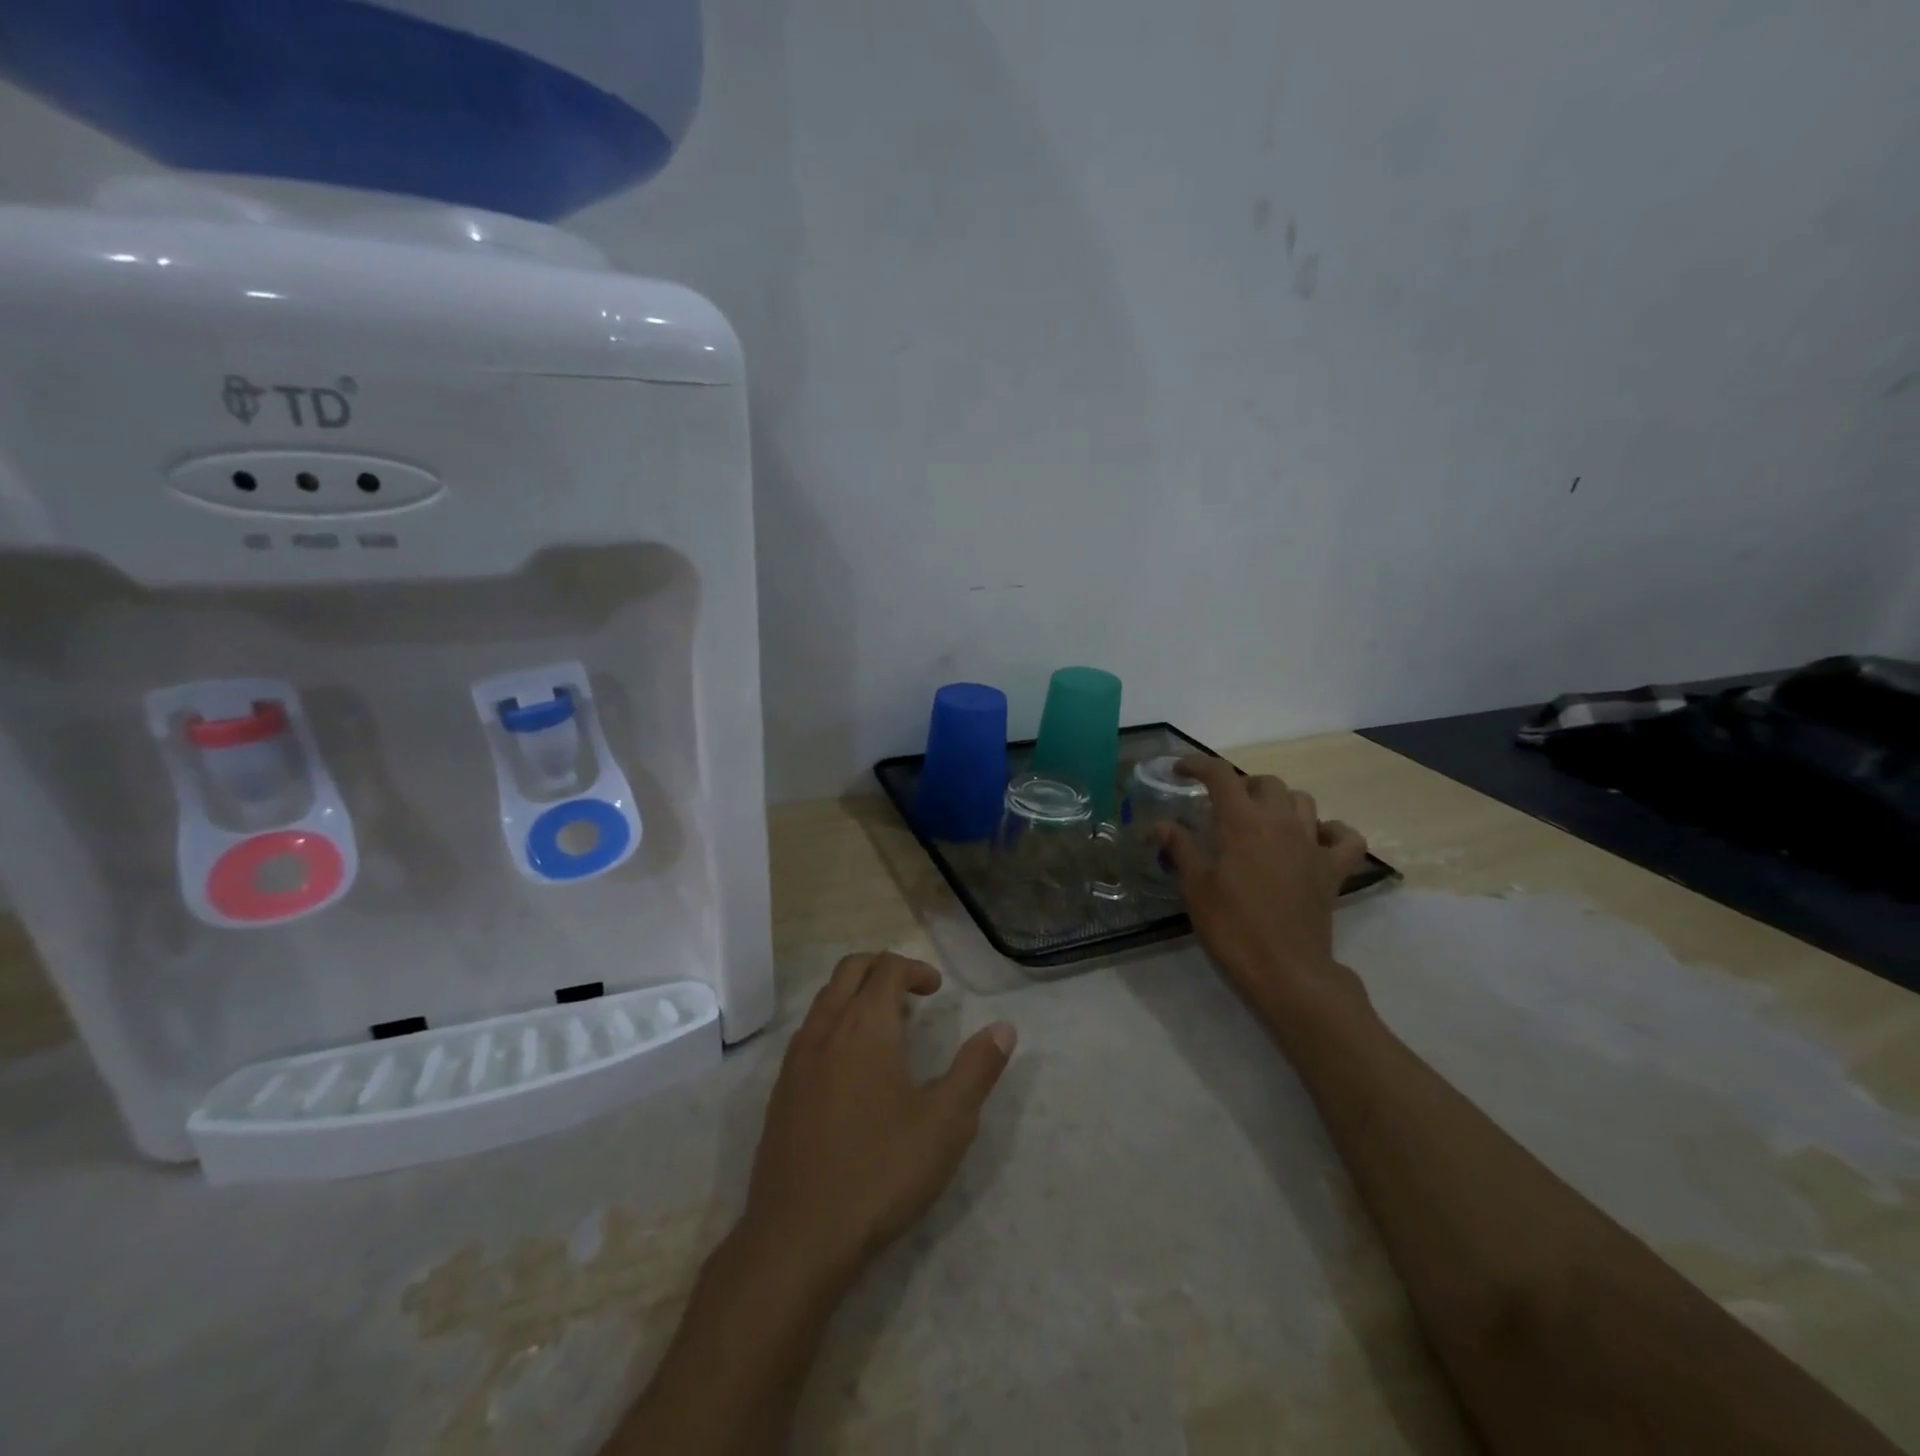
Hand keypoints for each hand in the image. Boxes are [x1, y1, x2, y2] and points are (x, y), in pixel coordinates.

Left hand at [740, 952, 1015, 1286]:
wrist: (797, 1237)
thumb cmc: (880, 1172)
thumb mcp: (946, 1123)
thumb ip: (977, 1069)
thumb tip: (1003, 1028)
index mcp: (865, 1025)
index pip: (887, 968)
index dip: (915, 969)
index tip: (937, 990)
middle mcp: (825, 1029)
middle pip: (850, 970)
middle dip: (882, 969)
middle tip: (912, 992)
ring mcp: (796, 1059)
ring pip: (825, 999)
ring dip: (856, 995)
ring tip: (888, 1026)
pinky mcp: (780, 1091)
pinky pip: (809, 1032)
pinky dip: (835, 1023)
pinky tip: (852, 1068)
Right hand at [1159, 756, 1370, 1021]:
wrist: (1285, 970)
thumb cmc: (1232, 927)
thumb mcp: (1195, 887)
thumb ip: (1180, 848)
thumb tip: (1160, 825)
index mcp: (1243, 823)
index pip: (1220, 776)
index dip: (1198, 765)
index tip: (1180, 770)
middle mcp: (1281, 823)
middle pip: (1265, 782)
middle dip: (1242, 785)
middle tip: (1222, 806)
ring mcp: (1312, 845)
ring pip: (1303, 801)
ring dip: (1280, 802)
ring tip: (1262, 820)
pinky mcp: (1333, 870)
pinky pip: (1344, 837)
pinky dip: (1331, 831)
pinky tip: (1314, 840)